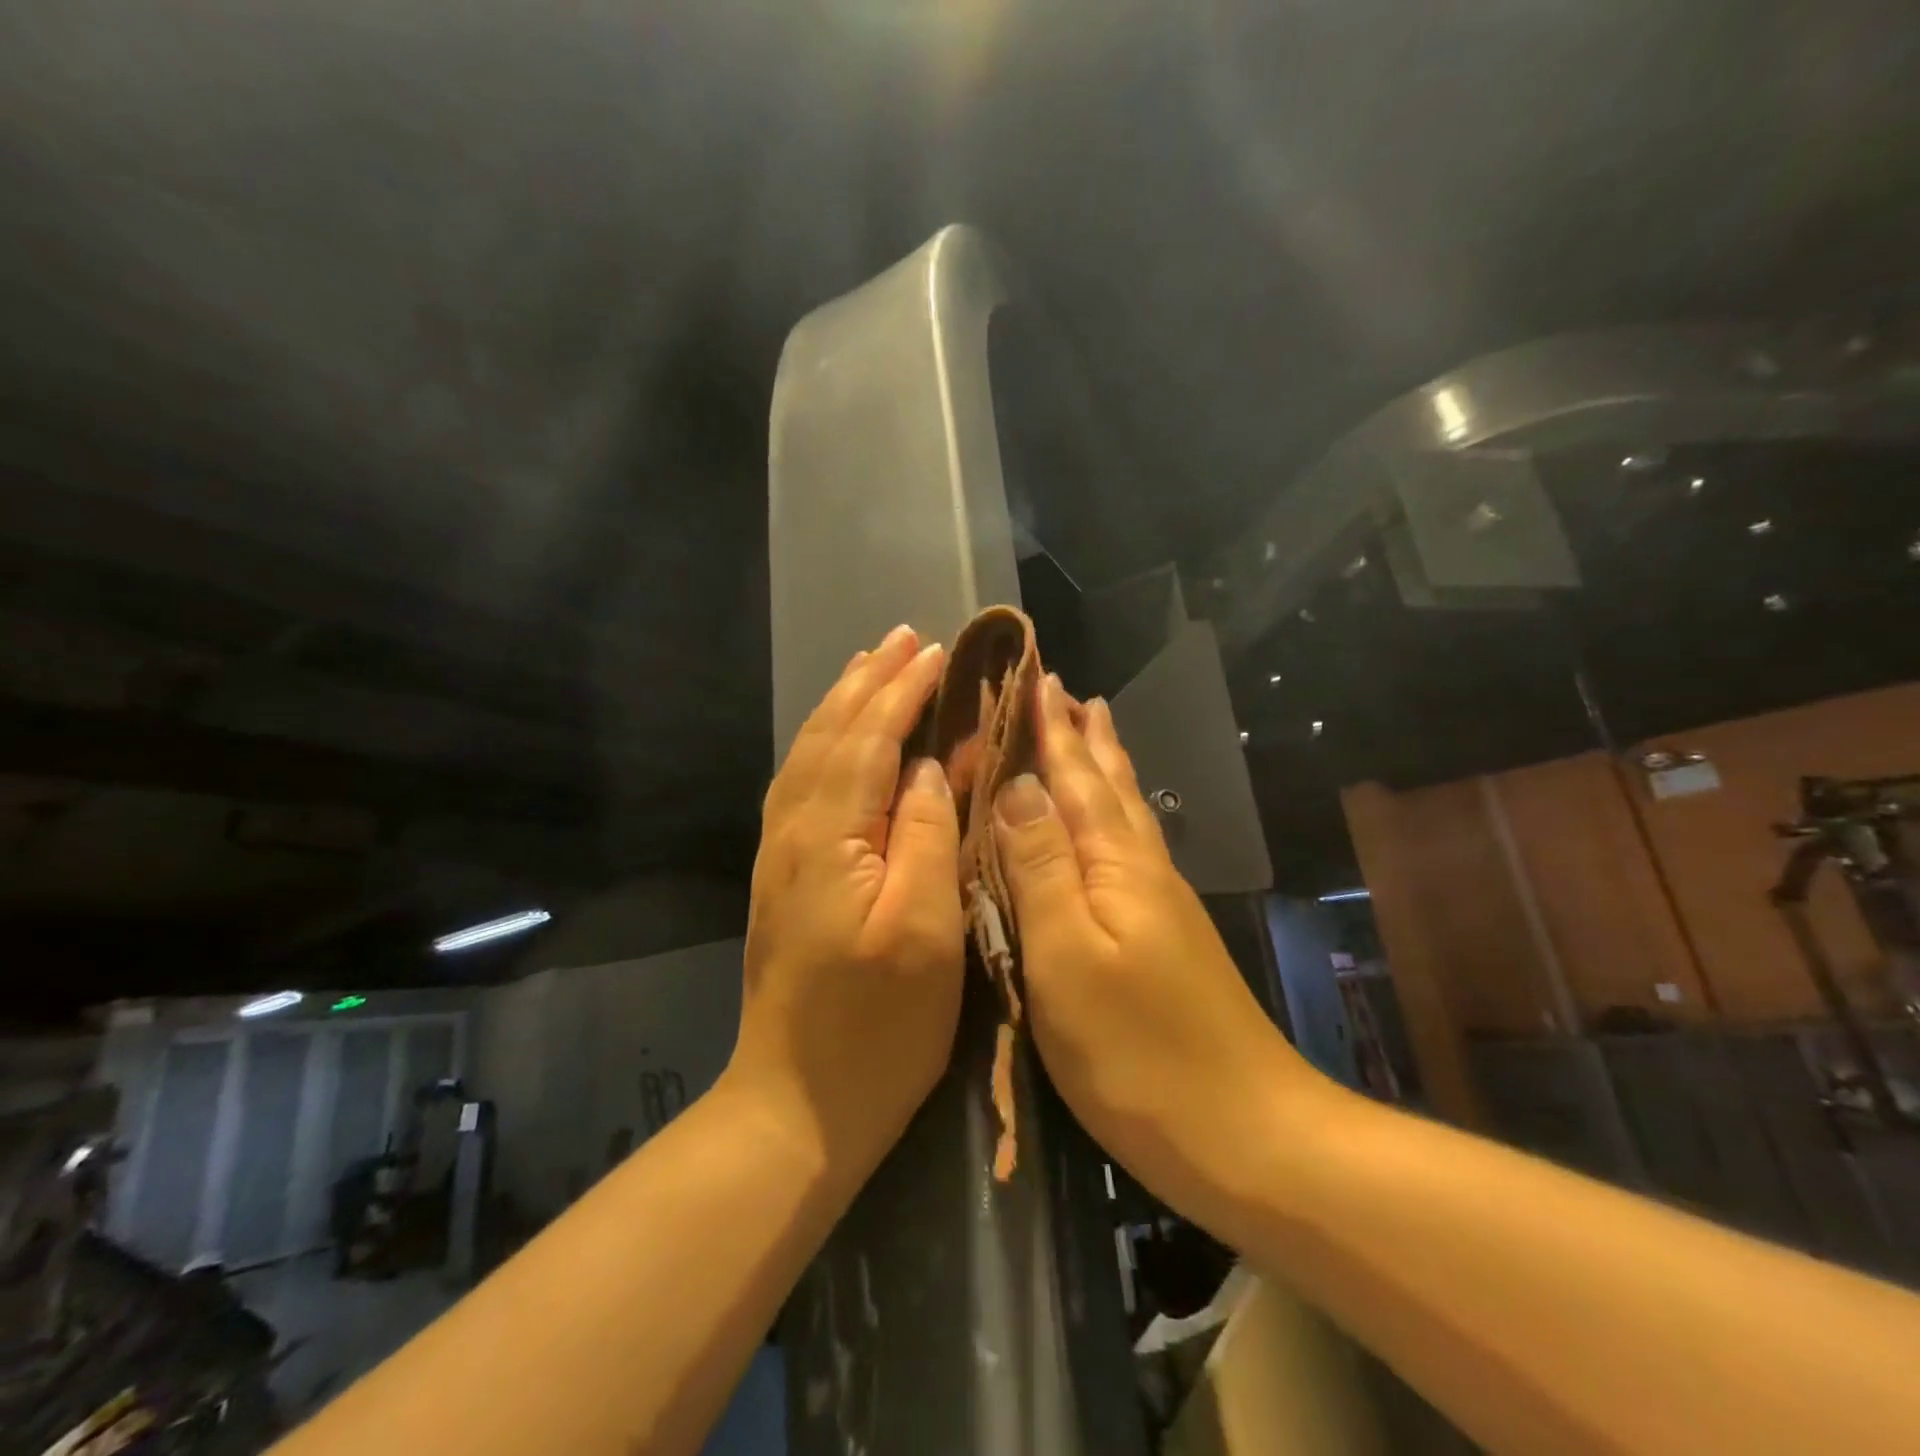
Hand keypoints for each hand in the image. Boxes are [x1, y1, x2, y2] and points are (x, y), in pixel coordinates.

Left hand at [727, 625, 965, 1187]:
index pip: (868, 741)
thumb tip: (928, 767)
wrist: (796, 1106)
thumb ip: (927, 836)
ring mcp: (779, 856)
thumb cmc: (877, 1026)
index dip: (901, 692)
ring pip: (808, 756)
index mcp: (829, 838)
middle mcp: (792, 832)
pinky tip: (837, 741)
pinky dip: (823, 745)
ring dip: (841, 705)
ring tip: (870, 669)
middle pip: (829, 736)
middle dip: (867, 683)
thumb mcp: (925, 931)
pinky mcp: (780, 878)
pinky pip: (800, 785)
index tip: (934, 650)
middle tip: (902, 638)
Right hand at [993, 677, 1328, 1235]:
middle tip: (1067, 690)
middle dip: (1083, 736)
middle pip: (1108, 786)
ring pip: (1127, 813)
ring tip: (1096, 729)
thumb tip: (1019, 785)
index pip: (1074, 778)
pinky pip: (1132, 846)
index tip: (1036, 676)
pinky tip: (1115, 823)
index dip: (1052, 729)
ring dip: (1105, 767)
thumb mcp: (1069, 959)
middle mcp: (1142, 870)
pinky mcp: (1166, 937)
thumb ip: (1042, 868)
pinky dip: (1116, 814)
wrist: (1248, 1135)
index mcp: (1115, 865)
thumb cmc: (1138, 1052)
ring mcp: (1160, 905)